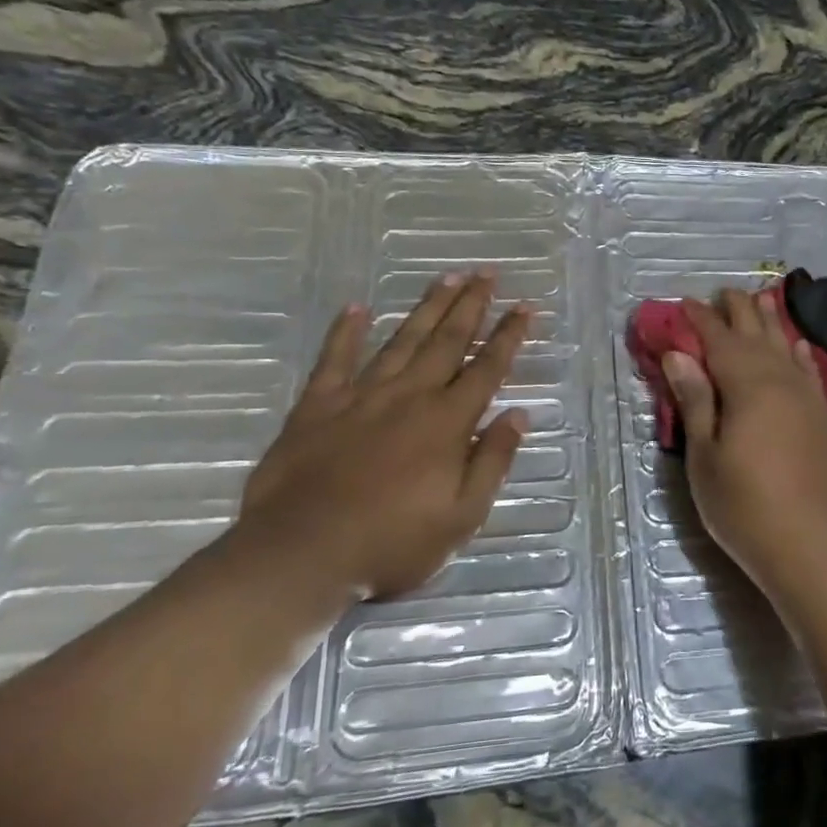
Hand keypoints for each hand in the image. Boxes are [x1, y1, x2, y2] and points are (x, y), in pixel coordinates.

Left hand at [227, 272, 531, 609]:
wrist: (301, 554)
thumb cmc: (391, 543)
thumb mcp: (461, 516)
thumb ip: (492, 461)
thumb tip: (518, 414)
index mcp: (447, 422)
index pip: (487, 368)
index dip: (509, 336)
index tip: (525, 306)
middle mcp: (410, 396)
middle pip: (447, 341)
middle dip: (471, 305)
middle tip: (488, 272)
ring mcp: (361, 396)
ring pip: (402, 340)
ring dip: (427, 307)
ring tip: (447, 277)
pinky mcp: (317, 406)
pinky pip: (334, 360)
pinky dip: (345, 332)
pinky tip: (356, 308)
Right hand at [663, 287, 826, 603]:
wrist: (815, 547)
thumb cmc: (746, 506)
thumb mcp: (705, 456)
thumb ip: (696, 400)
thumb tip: (680, 354)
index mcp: (746, 384)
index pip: (718, 339)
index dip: (700, 318)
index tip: (685, 302)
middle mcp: (781, 380)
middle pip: (756, 334)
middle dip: (738, 310)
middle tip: (722, 292)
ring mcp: (808, 398)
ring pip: (786, 346)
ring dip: (771, 322)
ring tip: (762, 300)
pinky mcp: (824, 419)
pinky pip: (810, 371)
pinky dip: (801, 354)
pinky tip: (798, 346)